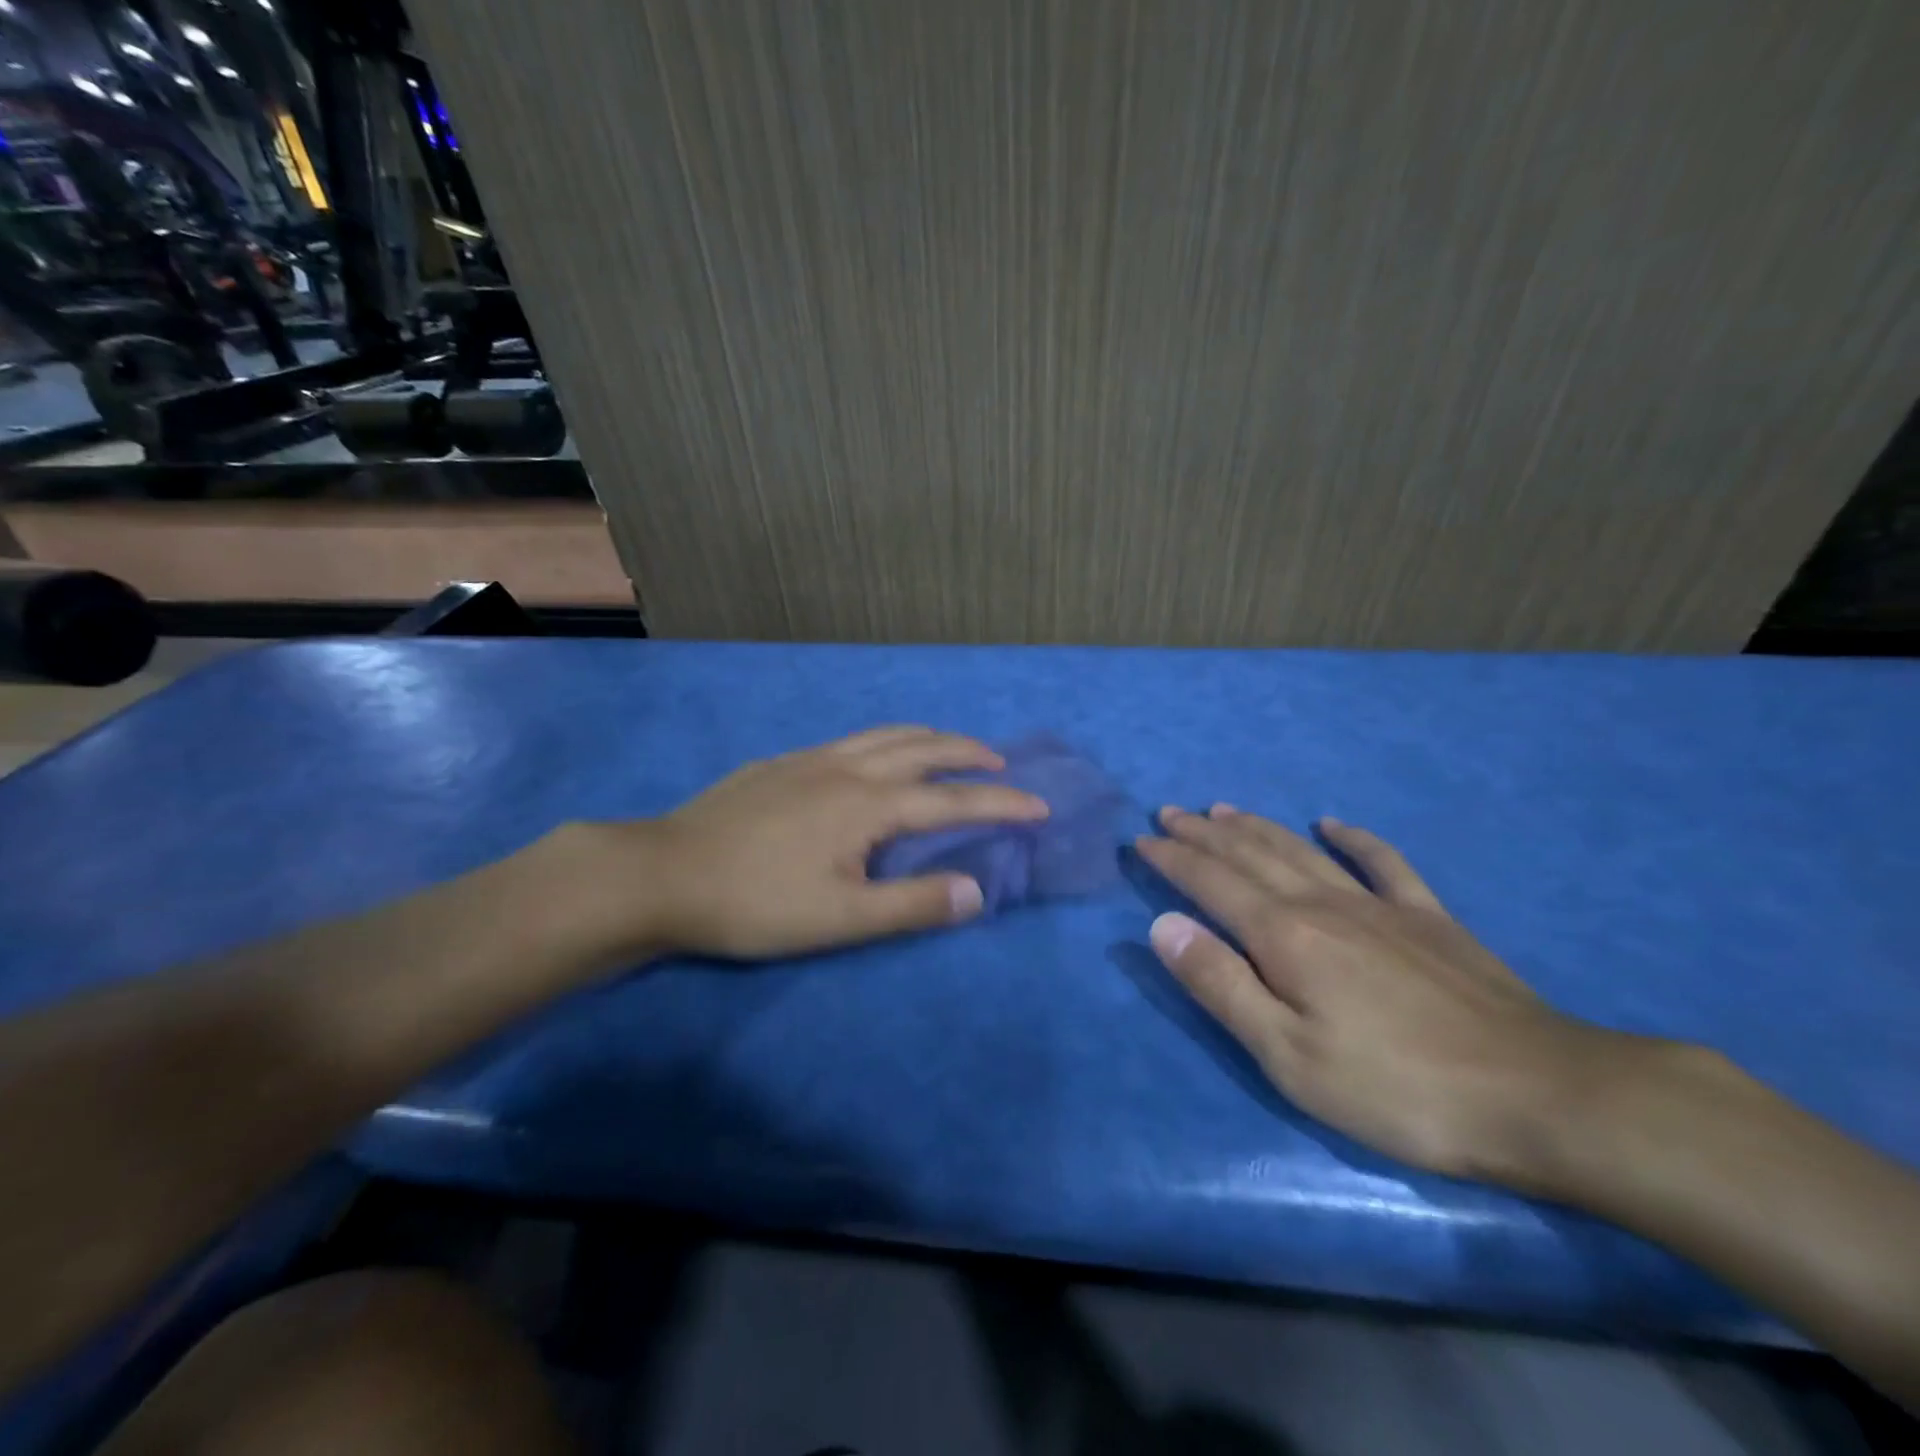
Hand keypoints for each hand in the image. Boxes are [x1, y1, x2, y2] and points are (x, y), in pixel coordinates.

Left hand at [615, 727, 1047, 959]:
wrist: (663, 874)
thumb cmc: (756, 902)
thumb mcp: (842, 919)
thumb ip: (913, 904)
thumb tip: (978, 891)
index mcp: (868, 804)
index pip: (952, 799)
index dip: (1001, 803)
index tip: (1040, 806)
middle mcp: (847, 769)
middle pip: (922, 748)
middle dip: (967, 753)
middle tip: (998, 764)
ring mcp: (809, 760)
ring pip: (883, 735)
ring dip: (927, 737)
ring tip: (947, 748)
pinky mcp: (780, 764)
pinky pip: (850, 740)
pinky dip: (884, 741)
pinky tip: (872, 759)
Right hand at [1136, 806, 1626, 1188]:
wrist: (1538, 1095)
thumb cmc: (1396, 1088)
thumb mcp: (1288, 1055)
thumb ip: (1221, 985)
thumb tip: (1162, 924)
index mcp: (1283, 936)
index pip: (1211, 883)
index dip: (1173, 859)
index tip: (1142, 840)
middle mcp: (1323, 904)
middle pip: (1251, 855)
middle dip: (1204, 833)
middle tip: (1170, 813)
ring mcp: (1380, 906)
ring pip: (1301, 850)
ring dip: (1257, 827)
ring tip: (1224, 809)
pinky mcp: (1429, 918)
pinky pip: (1383, 862)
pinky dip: (1354, 837)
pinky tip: (1334, 823)